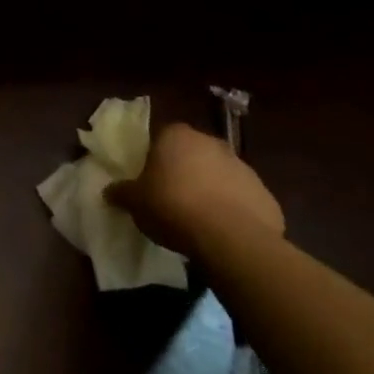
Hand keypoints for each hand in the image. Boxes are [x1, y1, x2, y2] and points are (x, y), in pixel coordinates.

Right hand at [106, 123, 284, 258]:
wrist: (230, 238)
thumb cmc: (173, 207)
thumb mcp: (135, 202)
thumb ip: (121, 193)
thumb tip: (109, 191)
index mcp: (176, 135)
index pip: (162, 138)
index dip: (155, 159)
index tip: (151, 180)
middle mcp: (211, 142)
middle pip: (193, 154)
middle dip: (185, 172)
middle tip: (173, 199)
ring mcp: (242, 167)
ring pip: (220, 175)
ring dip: (211, 190)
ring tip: (199, 221)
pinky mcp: (265, 194)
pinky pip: (243, 200)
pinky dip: (234, 211)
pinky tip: (224, 233)